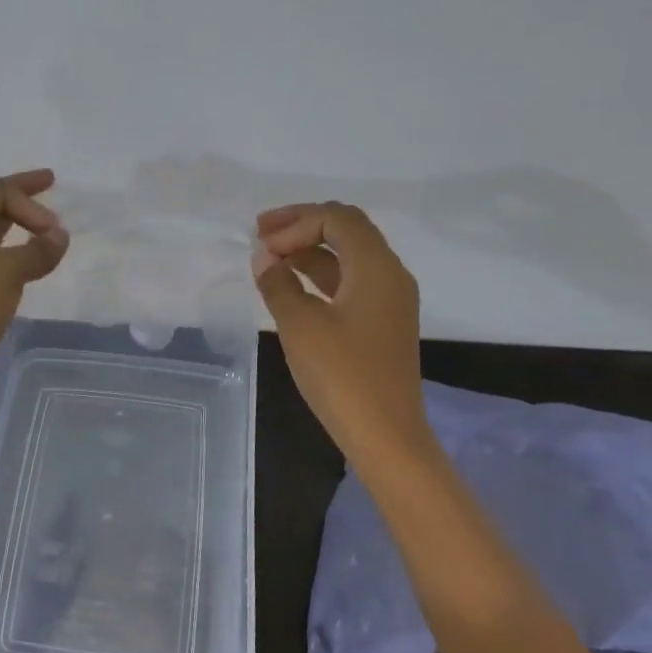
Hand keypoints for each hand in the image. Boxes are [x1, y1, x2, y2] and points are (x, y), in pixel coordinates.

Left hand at [0, 170, 68, 409]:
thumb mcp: (4, 273)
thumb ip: (35, 250)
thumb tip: (59, 235)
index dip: (27, 191)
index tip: (56, 221)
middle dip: (19, 197)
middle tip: (50, 193)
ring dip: (15, 225)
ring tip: (41, 228)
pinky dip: (11, 253)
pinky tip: (23, 267)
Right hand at [251, 202, 429, 467]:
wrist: (385, 434)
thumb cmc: (342, 375)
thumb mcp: (300, 325)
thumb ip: (278, 284)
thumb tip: (264, 259)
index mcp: (376, 266)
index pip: (337, 218)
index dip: (295, 222)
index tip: (261, 245)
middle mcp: (390, 274)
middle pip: (347, 229)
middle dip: (304, 225)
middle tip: (262, 232)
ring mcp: (389, 300)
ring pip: (348, 256)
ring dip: (310, 249)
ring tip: (270, 256)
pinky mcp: (382, 323)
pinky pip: (350, 282)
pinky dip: (320, 275)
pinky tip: (292, 284)